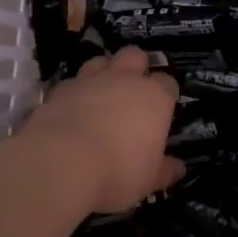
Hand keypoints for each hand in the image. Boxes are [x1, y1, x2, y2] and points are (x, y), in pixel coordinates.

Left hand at [21, 47, 183, 213]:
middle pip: (135, 56)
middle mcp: (124, 80)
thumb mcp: (148, 180)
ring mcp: (89, 81)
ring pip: (100, 61)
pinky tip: (72, 110)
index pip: (168, 83)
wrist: (60, 163)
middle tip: (133, 90)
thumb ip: (164, 170)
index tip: (163, 110)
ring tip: (101, 94)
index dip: (166, 94)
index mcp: (154, 97)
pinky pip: (72, 83)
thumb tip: (178, 168)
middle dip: (136, 67)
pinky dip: (75, 93)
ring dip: (103, 72)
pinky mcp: (59, 90)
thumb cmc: (118, 171)